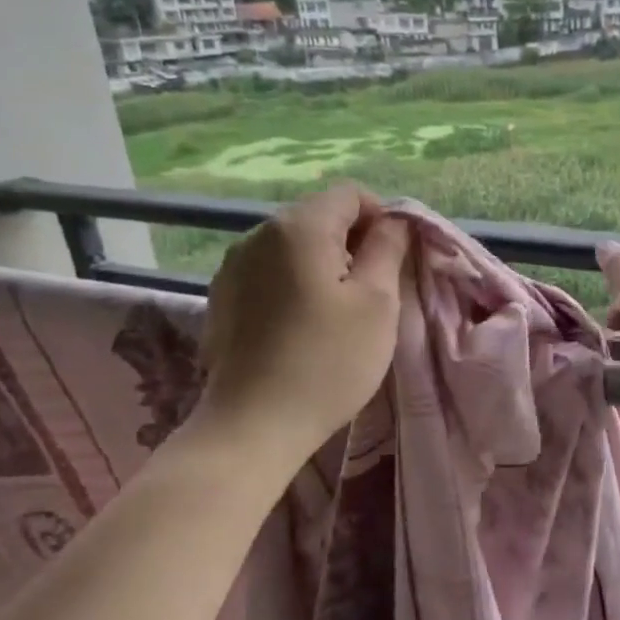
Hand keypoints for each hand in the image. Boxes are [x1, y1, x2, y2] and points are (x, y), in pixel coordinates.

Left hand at [197, 183, 409, 451]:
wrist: (252, 425)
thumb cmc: (328, 361)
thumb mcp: (377, 303)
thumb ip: (388, 249)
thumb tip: (395, 221)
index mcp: (298, 227)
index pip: (351, 195)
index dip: (383, 218)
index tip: (396, 262)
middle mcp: (258, 233)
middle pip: (320, 217)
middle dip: (354, 243)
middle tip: (374, 292)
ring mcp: (233, 266)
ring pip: (295, 246)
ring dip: (325, 265)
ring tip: (340, 312)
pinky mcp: (223, 297)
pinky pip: (271, 272)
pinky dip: (296, 284)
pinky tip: (304, 326)